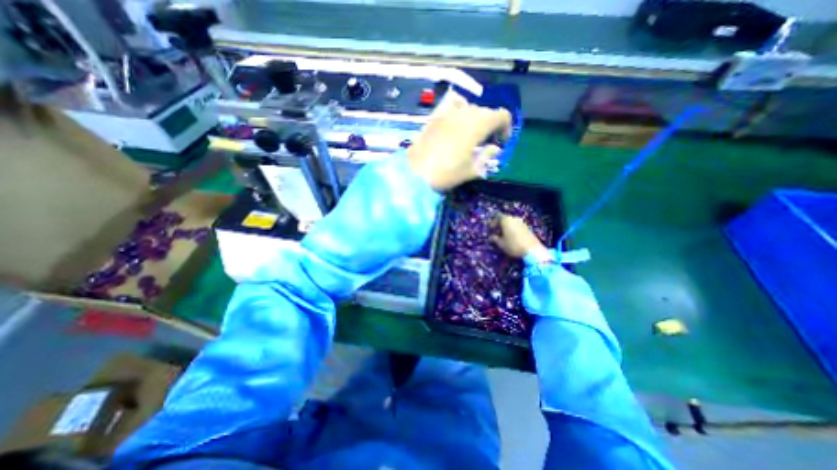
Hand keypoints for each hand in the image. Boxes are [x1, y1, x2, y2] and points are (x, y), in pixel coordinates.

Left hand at [405, 91, 509, 190]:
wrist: (416, 173)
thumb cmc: (447, 173)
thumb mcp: (472, 170)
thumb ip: (487, 157)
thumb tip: (495, 149)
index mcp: (478, 125)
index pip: (501, 115)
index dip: (505, 128)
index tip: (501, 142)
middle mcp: (465, 112)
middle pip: (486, 111)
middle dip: (491, 126)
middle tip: (486, 143)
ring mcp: (448, 111)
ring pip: (470, 107)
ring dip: (476, 118)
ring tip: (470, 133)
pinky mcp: (435, 115)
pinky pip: (451, 102)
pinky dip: (459, 106)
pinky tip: (456, 118)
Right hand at [489, 216, 546, 257]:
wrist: (532, 250)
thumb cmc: (513, 245)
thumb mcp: (501, 243)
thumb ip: (494, 239)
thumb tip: (491, 237)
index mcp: (506, 220)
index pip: (497, 216)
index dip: (493, 222)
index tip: (490, 230)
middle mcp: (514, 218)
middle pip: (505, 219)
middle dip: (500, 225)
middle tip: (496, 232)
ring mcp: (522, 222)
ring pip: (511, 222)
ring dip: (507, 227)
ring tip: (504, 235)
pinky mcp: (527, 228)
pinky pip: (517, 226)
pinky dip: (513, 229)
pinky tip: (512, 237)